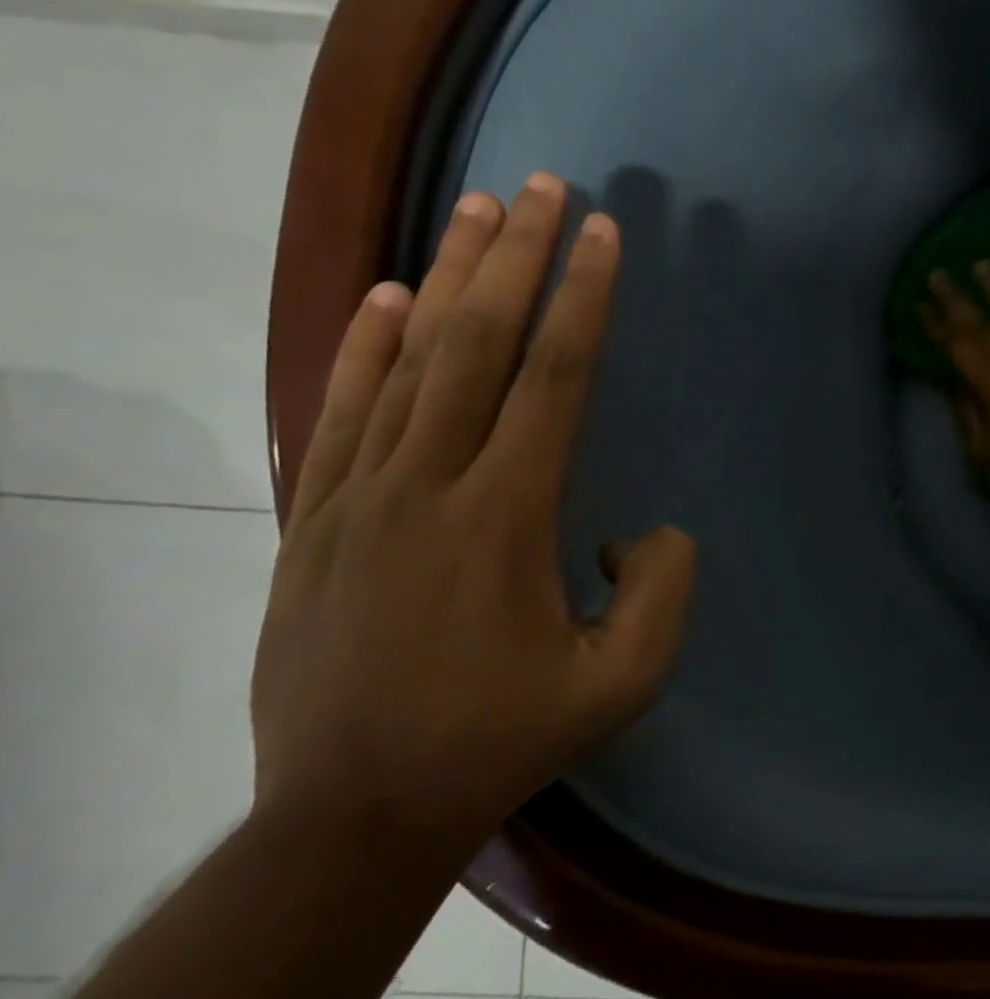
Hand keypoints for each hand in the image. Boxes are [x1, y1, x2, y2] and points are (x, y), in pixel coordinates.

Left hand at [252, 172, 695, 846]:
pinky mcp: (316, 519)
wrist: (351, 813)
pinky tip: (388, 296)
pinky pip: (342, 409)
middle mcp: (429, 484)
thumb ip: (663, 591)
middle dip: (516, 257)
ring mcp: (359, 496)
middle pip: (477, 344)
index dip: (583, 299)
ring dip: (450, 277)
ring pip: (408, 361)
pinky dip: (366, 344)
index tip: (602, 235)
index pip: (553, 378)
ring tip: (476, 211)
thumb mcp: (623, 682)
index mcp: (506, 516)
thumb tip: (646, 530)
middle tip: (540, 185)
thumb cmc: (502, 739)